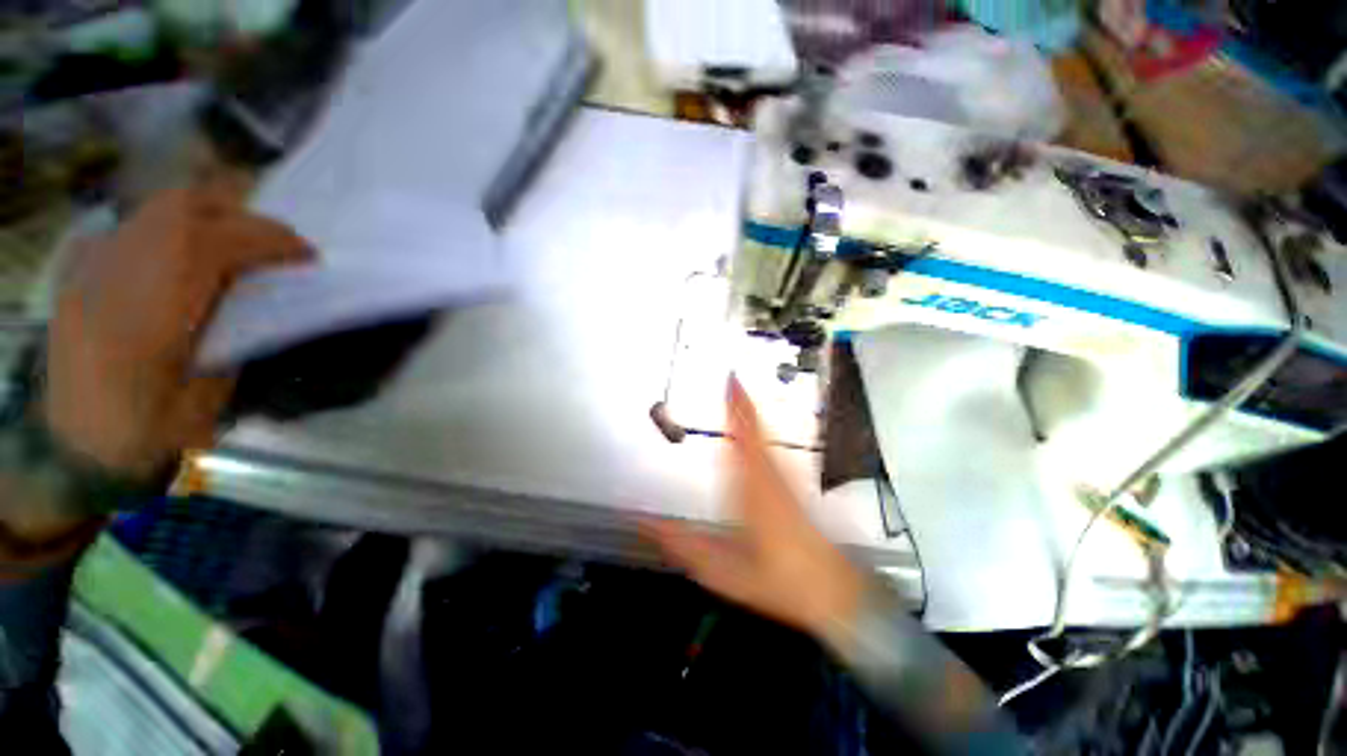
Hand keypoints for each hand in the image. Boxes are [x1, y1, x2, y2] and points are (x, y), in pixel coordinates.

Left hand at [43, 185, 311, 480]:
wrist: (71, 452)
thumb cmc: (146, 433)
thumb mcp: (207, 393)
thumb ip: (231, 334)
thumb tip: (260, 294)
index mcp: (148, 310)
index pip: (216, 244)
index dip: (271, 242)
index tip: (308, 256)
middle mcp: (113, 273)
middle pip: (181, 207)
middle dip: (239, 216)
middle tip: (276, 244)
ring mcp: (90, 268)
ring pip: (154, 211)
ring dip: (206, 218)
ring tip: (238, 245)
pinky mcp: (80, 274)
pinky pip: (133, 229)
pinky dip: (170, 231)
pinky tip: (186, 258)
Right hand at [649, 378, 863, 639]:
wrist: (832, 593)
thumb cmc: (777, 580)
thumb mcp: (721, 569)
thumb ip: (682, 544)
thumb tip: (643, 522)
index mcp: (753, 489)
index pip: (742, 439)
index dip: (736, 408)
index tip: (730, 382)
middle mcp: (771, 476)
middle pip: (756, 431)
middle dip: (743, 403)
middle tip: (731, 379)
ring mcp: (785, 479)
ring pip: (767, 438)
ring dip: (752, 414)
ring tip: (738, 395)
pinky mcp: (792, 487)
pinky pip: (773, 450)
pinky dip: (761, 433)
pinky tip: (755, 431)